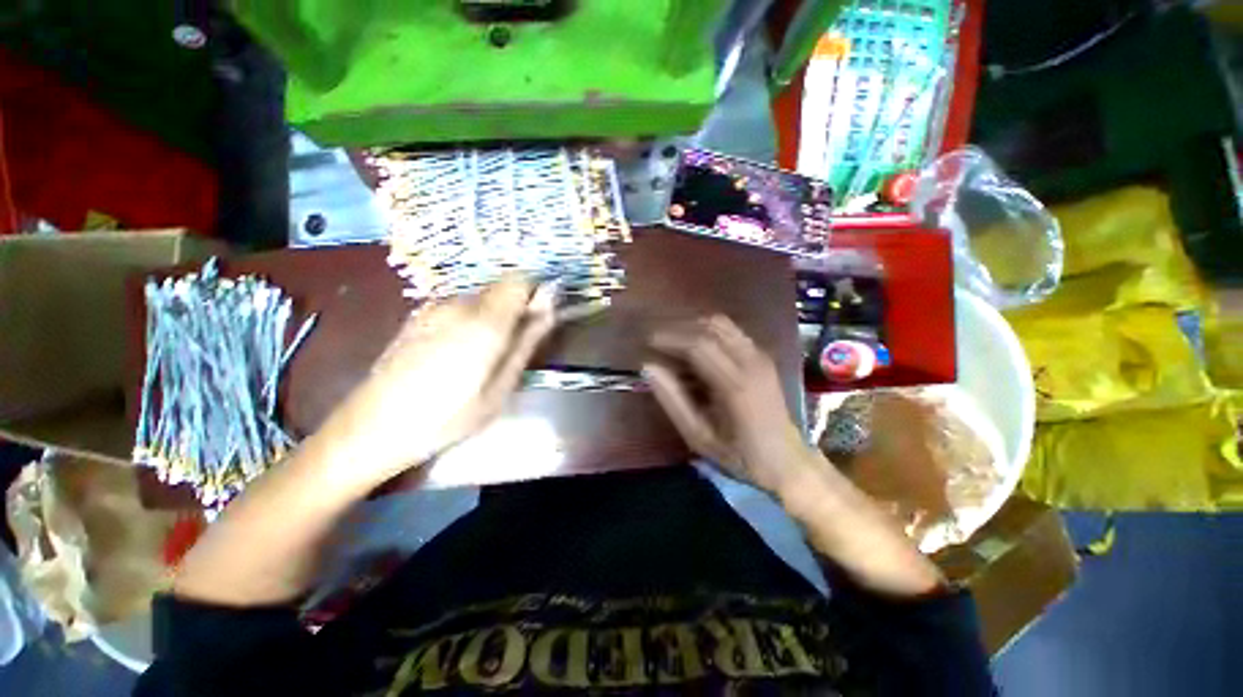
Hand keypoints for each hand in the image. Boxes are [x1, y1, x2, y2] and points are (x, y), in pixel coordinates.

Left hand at [316, 280, 555, 483]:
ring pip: (481, 298)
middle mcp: (459, 304)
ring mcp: (434, 307)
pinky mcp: (418, 316)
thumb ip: (527, 341)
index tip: (539, 321)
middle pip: (501, 288)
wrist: (369, 428)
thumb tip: (550, 305)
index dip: (536, 294)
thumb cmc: (447, 417)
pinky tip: (457, 355)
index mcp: (484, 322)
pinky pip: (460, 308)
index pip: (521, 279)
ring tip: (484, 357)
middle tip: (513, 348)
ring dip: (494, 317)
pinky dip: (472, 321)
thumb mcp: (501, 387)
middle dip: (516, 309)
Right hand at [643, 316, 815, 493]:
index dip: (669, 338)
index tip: (648, 341)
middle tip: (657, 339)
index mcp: (735, 384)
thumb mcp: (699, 436)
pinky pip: (731, 331)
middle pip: (710, 326)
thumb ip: (672, 400)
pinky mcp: (763, 355)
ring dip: (693, 325)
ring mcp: (760, 355)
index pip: (698, 345)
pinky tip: (695, 345)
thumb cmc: (740, 455)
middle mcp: (751, 362)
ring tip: (672, 340)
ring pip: (721, 323)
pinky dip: (708, 331)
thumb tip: (648, 367)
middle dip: (678, 327)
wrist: (788, 461)